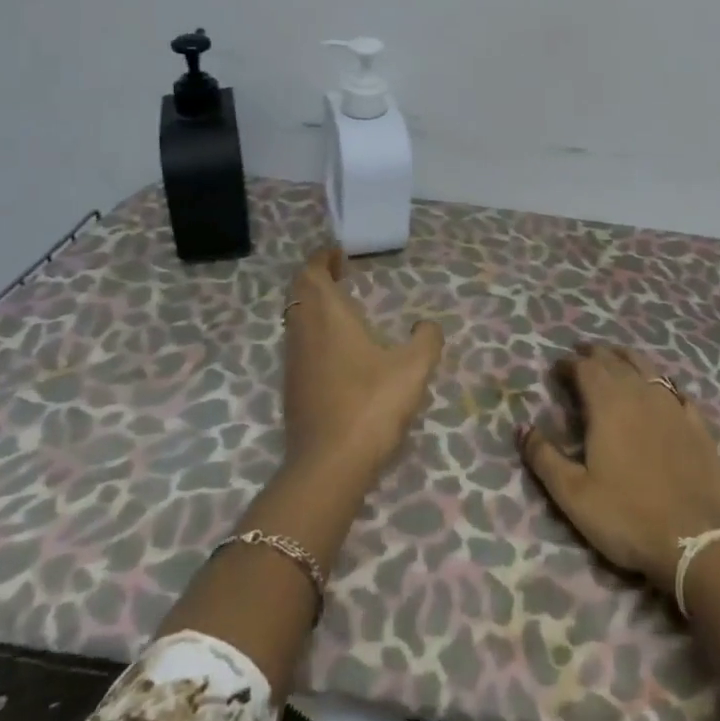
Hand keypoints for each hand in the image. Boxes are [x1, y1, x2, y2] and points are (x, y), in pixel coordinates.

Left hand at [281, 247, 443, 480]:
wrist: (328, 467)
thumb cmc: (371, 405)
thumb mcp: (413, 368)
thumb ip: (426, 340)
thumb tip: (427, 325)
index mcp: (327, 316)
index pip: (311, 273)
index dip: (322, 259)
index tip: (339, 253)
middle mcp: (303, 332)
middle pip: (299, 293)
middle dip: (317, 278)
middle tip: (340, 274)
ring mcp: (294, 363)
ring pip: (296, 320)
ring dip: (313, 306)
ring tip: (342, 307)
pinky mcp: (293, 390)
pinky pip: (299, 345)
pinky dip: (313, 332)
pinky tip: (338, 350)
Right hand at [519, 343, 719, 593]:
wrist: (698, 540)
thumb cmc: (628, 516)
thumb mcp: (574, 495)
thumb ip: (544, 458)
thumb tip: (521, 427)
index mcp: (608, 404)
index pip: (585, 367)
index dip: (568, 364)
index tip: (556, 370)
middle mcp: (640, 393)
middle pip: (615, 360)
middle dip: (595, 354)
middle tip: (581, 355)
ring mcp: (673, 405)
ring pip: (647, 367)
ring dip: (627, 358)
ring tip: (615, 359)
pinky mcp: (697, 423)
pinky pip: (676, 390)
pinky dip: (661, 383)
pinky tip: (661, 390)